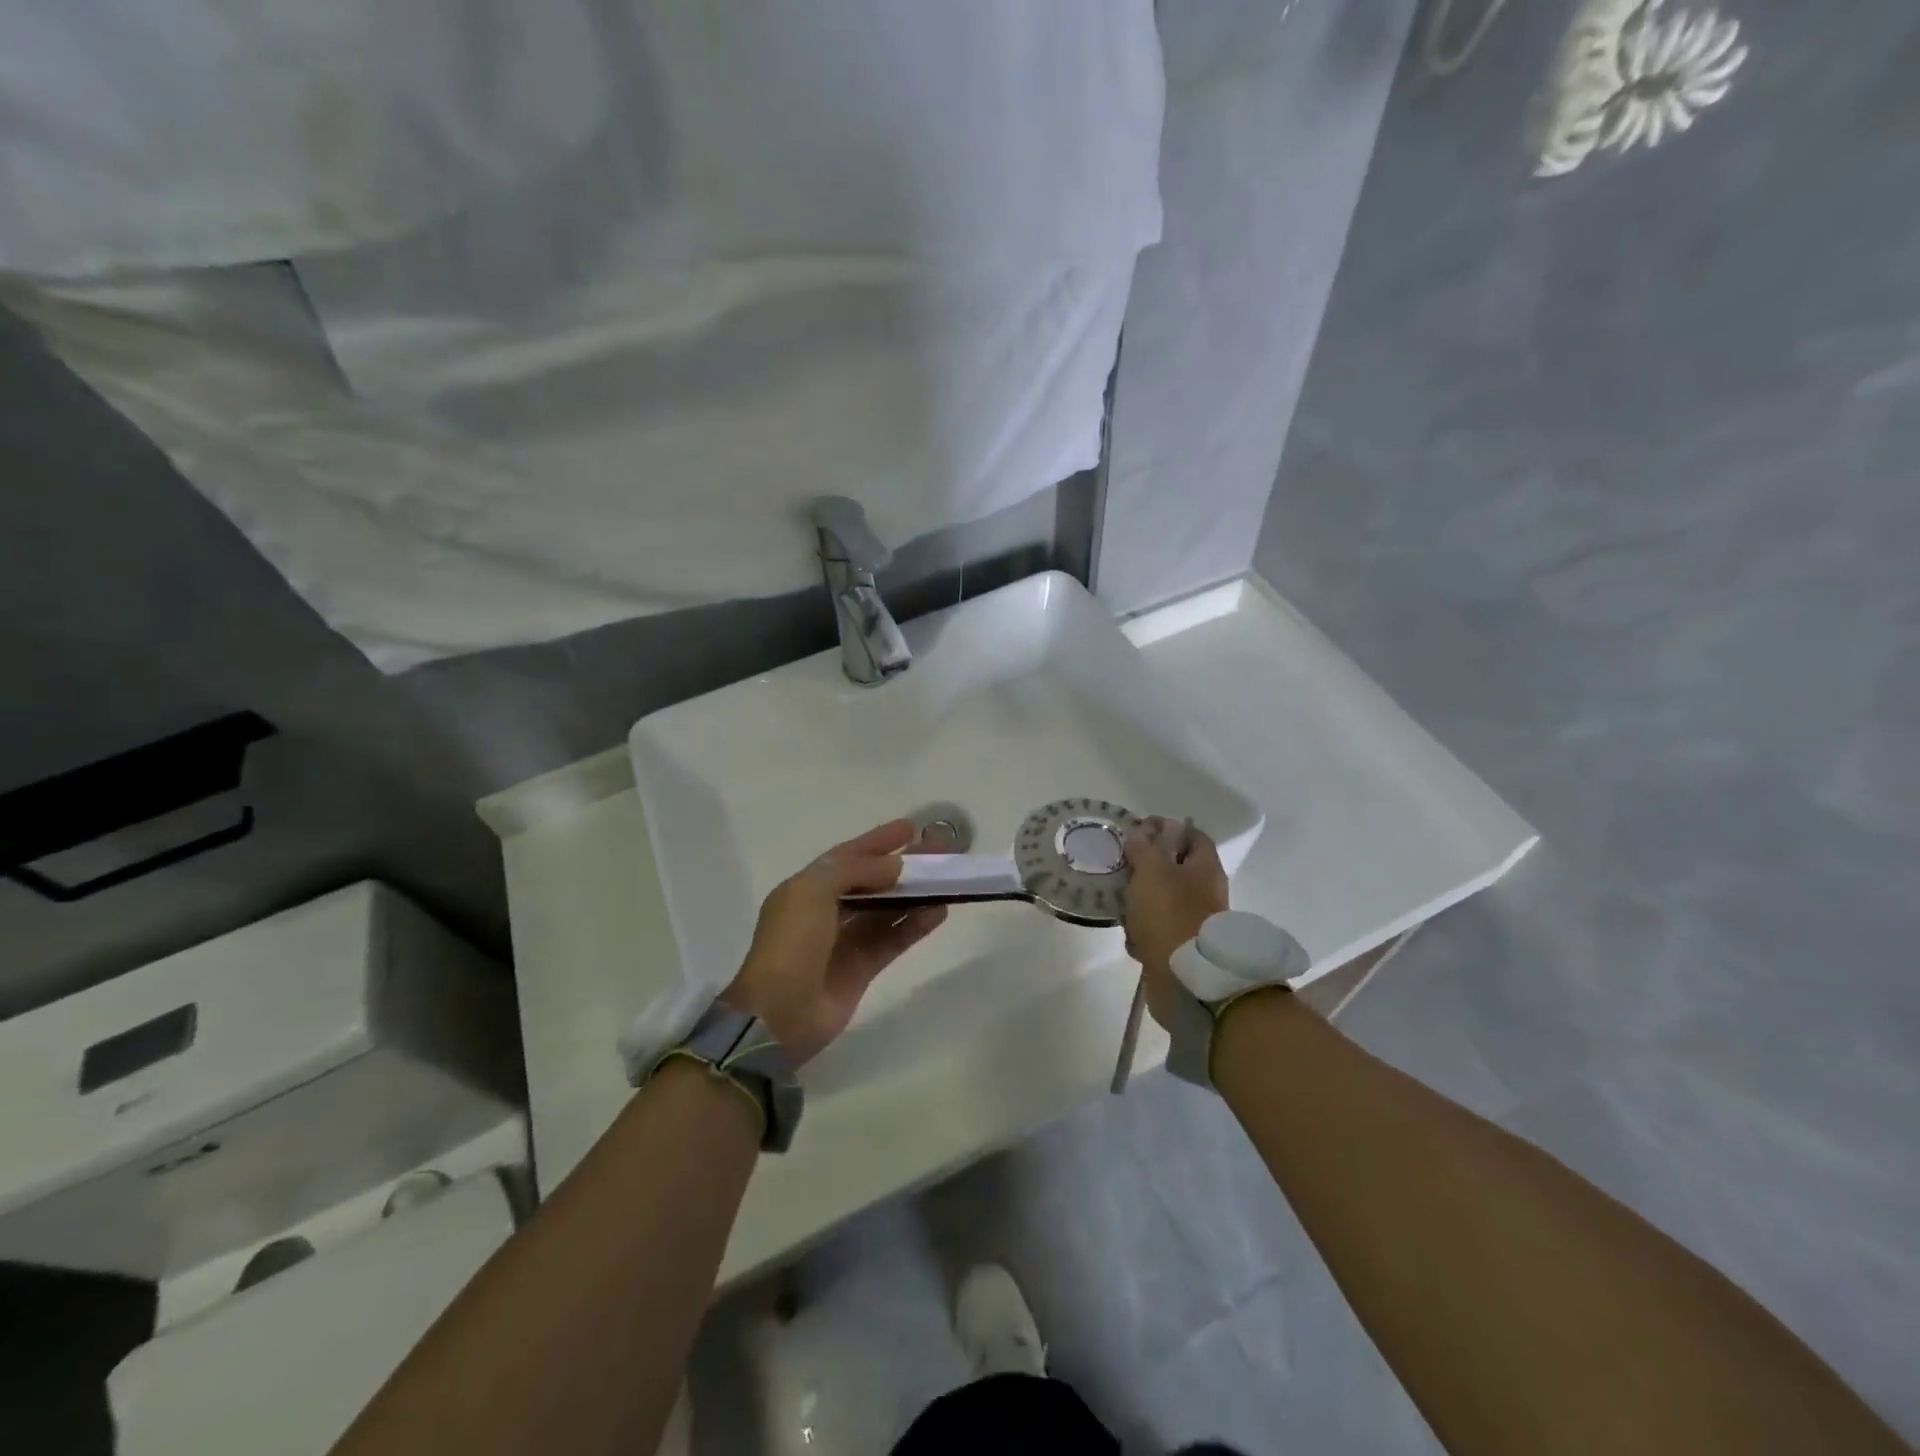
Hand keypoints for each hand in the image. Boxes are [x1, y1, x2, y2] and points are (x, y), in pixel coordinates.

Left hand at [722, 819, 946, 1062]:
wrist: (779, 1013)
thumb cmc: (791, 943)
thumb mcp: (813, 891)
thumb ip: (854, 869)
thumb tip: (894, 866)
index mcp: (806, 888)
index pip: (847, 856)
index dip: (878, 841)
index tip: (910, 828)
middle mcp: (826, 911)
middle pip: (871, 880)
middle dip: (903, 865)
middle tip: (938, 851)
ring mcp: (845, 941)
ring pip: (886, 910)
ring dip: (914, 894)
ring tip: (946, 879)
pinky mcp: (862, 968)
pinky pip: (894, 939)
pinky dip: (915, 925)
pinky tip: (940, 911)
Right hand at [1123, 818, 1229, 1028]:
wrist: (1186, 979)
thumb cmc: (1171, 914)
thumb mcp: (1153, 871)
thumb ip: (1143, 848)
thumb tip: (1139, 834)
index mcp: (1205, 869)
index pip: (1191, 835)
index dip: (1166, 829)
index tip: (1137, 830)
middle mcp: (1203, 892)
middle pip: (1173, 868)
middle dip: (1145, 867)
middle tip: (1120, 866)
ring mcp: (1192, 921)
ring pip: (1160, 900)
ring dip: (1138, 901)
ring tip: (1118, 902)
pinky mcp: (1178, 947)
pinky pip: (1155, 930)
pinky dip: (1141, 932)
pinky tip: (1130, 936)